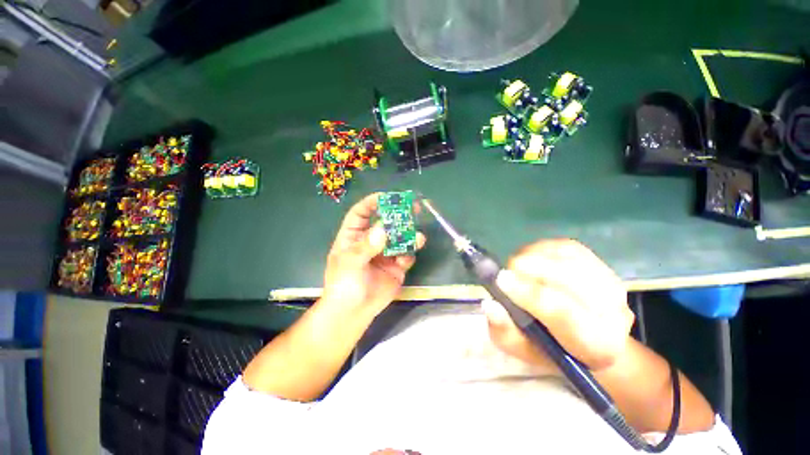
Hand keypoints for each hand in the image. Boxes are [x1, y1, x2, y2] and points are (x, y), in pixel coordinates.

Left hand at [322, 193, 425, 314]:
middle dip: (398, 215)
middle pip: (385, 222)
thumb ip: (366, 246)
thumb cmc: (344, 285)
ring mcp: (385, 253)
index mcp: (354, 236)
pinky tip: (405, 260)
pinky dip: (409, 254)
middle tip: (413, 208)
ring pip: (399, 238)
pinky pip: (406, 255)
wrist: (353, 313)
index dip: (372, 203)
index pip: (362, 213)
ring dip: (409, 236)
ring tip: (418, 237)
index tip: (387, 197)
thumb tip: (383, 230)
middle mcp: (371, 241)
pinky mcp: (396, 266)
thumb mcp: (350, 263)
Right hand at [483, 239, 633, 371]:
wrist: (589, 337)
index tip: (501, 280)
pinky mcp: (599, 262)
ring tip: (518, 271)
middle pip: (567, 277)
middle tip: (506, 276)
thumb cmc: (552, 348)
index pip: (564, 313)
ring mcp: (609, 282)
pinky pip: (563, 247)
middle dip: (527, 271)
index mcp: (596, 346)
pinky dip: (540, 250)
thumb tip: (491, 305)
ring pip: (563, 257)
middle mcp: (614, 312)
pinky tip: (531, 260)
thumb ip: (506, 332)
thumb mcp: (523, 351)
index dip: (529, 294)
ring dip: (532, 259)